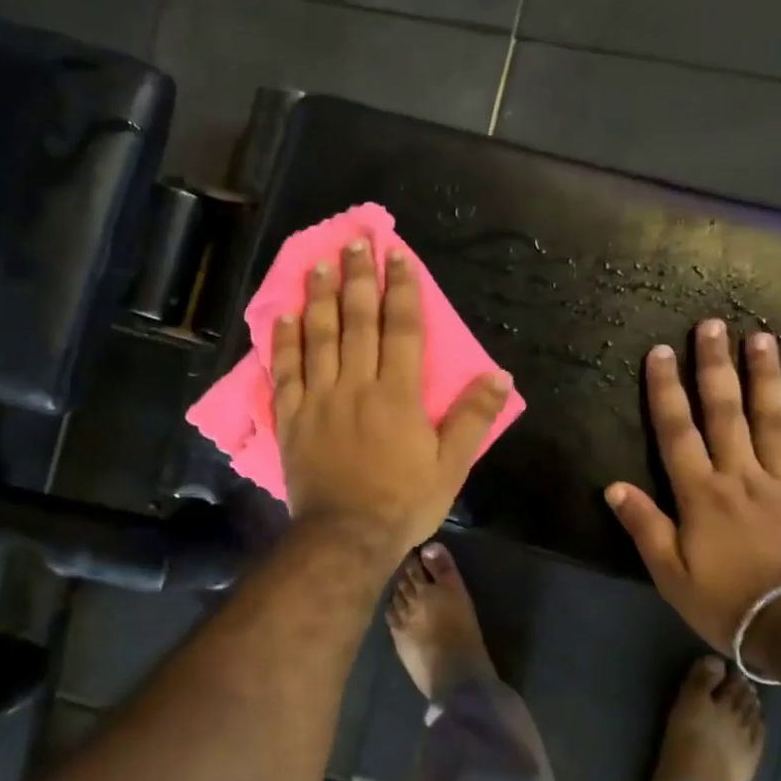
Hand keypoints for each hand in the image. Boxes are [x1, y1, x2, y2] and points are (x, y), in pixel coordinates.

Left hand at [274, 239, 513, 556]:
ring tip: (317, 265)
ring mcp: (318, 398)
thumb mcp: (450, 466)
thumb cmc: (403, 502)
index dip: (400, 288)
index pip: (400, 327)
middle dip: (356, 278)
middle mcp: (356, 384)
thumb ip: (473, 418)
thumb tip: (498, 375)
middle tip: (353, 243)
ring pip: (318, 337)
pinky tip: (283, 316)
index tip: (395, 255)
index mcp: (397, 393)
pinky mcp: (291, 417)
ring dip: (318, 297)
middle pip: (356, 321)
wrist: (345, 537)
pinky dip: (283, 341)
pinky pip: (285, 371)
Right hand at [605, 321, 780, 649]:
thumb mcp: (672, 574)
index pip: (677, 431)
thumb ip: (645, 526)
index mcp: (701, 493)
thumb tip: (613, 486)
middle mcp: (741, 475)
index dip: (665, 390)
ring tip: (761, 338)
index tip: (660, 351)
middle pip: (725, 412)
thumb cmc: (730, 604)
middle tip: (712, 324)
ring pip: (774, 420)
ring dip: (766, 377)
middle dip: (715, 366)